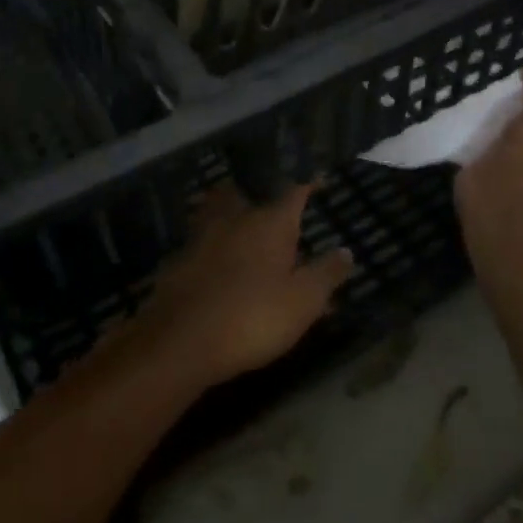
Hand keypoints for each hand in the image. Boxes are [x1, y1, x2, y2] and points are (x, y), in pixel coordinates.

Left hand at [131, 182, 353, 386]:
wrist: (180, 342)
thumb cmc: (252, 318)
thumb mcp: (303, 302)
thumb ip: (326, 274)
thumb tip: (346, 251)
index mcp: (270, 224)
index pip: (293, 194)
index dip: (307, 186)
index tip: (318, 181)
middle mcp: (234, 220)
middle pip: (245, 196)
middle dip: (259, 198)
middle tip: (270, 207)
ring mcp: (200, 239)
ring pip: (215, 214)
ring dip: (228, 216)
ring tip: (239, 227)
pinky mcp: (177, 262)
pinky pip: (198, 244)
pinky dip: (208, 247)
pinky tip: (211, 263)